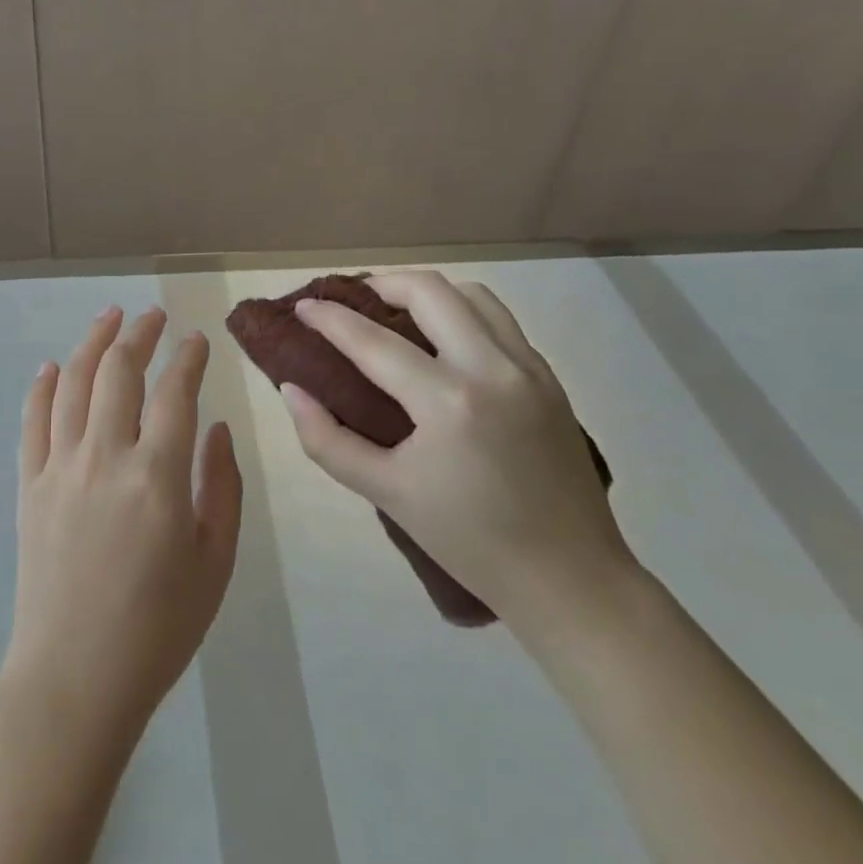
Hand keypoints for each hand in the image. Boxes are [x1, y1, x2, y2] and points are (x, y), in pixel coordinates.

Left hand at [2, 307, 242, 742]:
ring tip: (109, 316)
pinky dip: (43, 386)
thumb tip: (215, 427)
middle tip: (154, 315)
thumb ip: (222, 486)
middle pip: (120, 372)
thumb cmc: (159, 627)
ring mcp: (60, 467)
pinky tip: (53, 366)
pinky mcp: (30, 485)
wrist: (75, 679)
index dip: (188, 357)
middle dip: (140, 333)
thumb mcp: (215, 561)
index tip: (197, 339)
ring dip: (93, 341)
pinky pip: (33, 420)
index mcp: (158, 476)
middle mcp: (106, 457)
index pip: (175, 392)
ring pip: (74, 382)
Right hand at [282, 271, 631, 630]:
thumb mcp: (386, 494)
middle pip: (429, 291)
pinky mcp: (549, 378)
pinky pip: (500, 320)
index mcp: (448, 402)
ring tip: (398, 312)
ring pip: (471, 294)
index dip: (330, 319)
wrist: (571, 579)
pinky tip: (445, 341)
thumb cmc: (470, 542)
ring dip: (427, 293)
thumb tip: (291, 390)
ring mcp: (528, 368)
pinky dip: (463, 313)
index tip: (303, 307)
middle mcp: (492, 369)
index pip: (373, 341)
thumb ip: (327, 439)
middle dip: (382, 284)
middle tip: (354, 302)